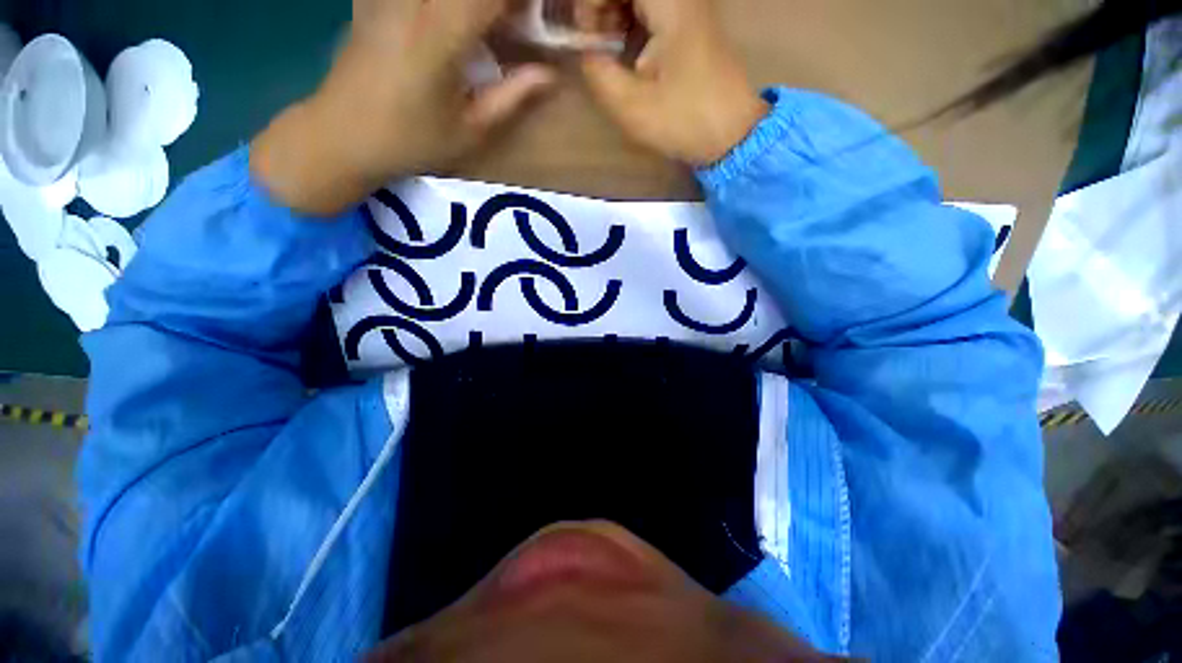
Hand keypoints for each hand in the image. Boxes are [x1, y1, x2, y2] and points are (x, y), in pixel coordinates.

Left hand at [252, 0, 555, 215]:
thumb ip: (513, 96)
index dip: (524, 1)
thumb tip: (549, 74)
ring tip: (487, 28)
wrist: (344, 134)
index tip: (537, 19)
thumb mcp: (471, 131)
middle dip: (503, 3)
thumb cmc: (413, 141)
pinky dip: (449, 7)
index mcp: (443, 32)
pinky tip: (454, 25)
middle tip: (513, 25)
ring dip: (477, 6)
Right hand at [580, 0, 767, 165]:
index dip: (591, 2)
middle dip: (601, 7)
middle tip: (594, 42)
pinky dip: (632, 22)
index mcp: (670, 4)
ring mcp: (690, 8)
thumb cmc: (683, 121)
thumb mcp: (631, 105)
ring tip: (608, 50)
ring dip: (615, 14)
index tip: (585, 34)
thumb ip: (598, 71)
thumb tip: (585, 50)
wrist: (731, 134)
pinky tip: (628, 52)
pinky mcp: (692, 25)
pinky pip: (652, 9)